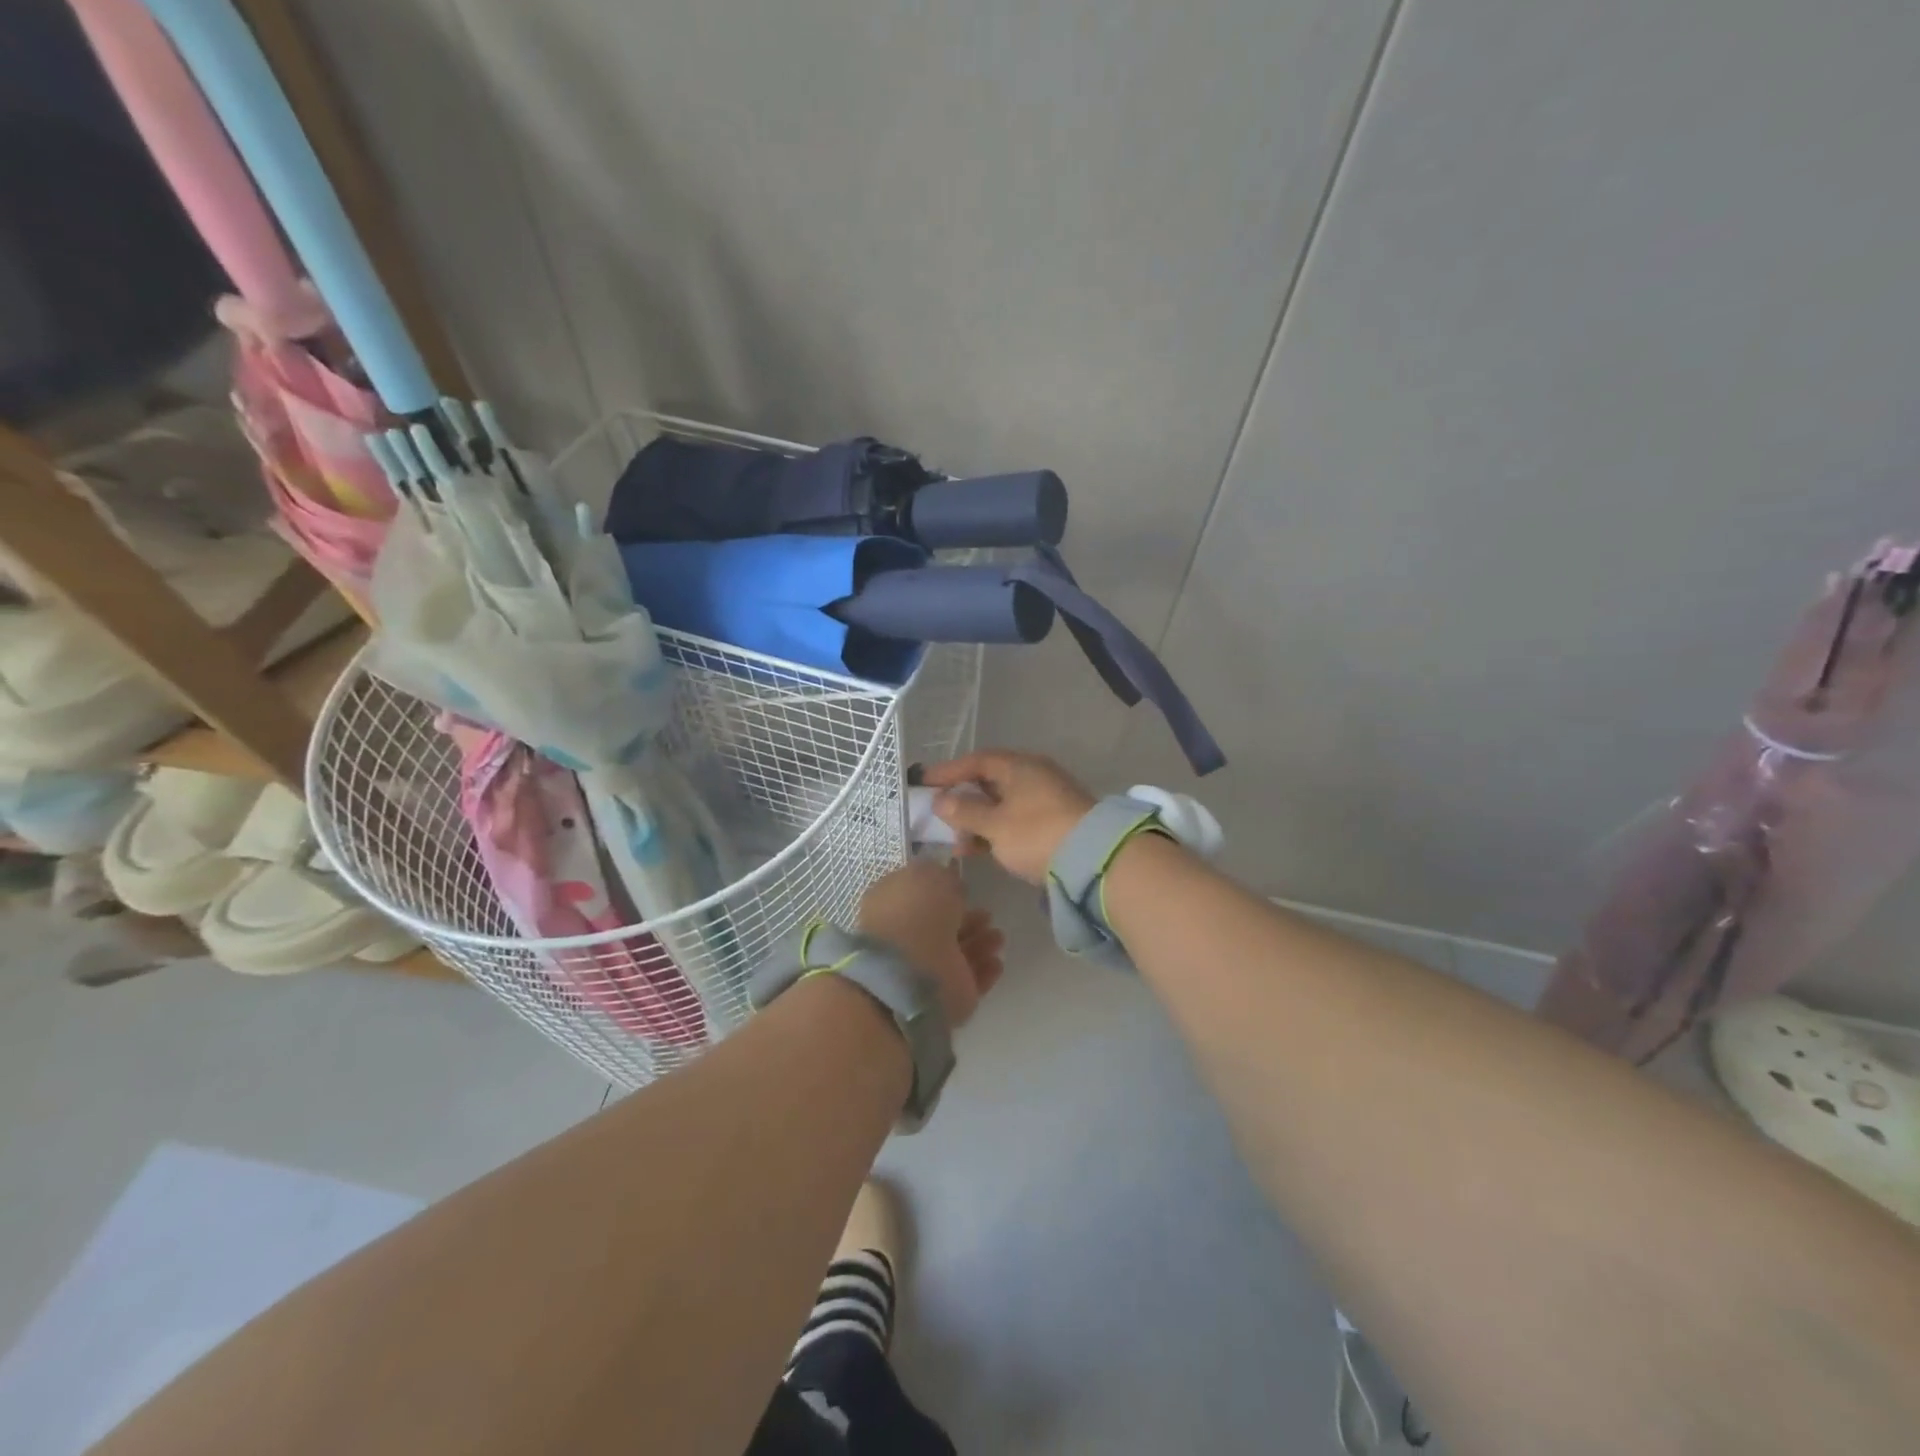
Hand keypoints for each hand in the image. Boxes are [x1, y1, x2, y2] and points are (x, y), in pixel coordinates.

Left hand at [857, 860, 1005, 1026]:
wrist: (913, 973)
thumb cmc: (915, 914)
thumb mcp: (928, 875)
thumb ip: (942, 876)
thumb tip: (950, 882)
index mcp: (893, 905)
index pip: (920, 896)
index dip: (942, 891)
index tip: (963, 887)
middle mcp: (908, 937)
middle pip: (943, 927)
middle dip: (967, 920)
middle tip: (988, 914)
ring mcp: (926, 969)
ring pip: (959, 953)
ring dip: (980, 944)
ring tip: (997, 937)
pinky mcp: (948, 996)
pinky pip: (971, 979)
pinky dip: (984, 970)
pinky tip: (997, 961)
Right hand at [921, 750, 1096, 884]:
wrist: (1094, 860)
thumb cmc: (1036, 834)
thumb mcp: (995, 825)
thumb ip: (965, 812)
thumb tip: (941, 800)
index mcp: (1019, 767)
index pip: (977, 761)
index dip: (949, 771)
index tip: (924, 782)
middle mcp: (1034, 776)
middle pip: (990, 782)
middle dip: (963, 801)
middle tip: (940, 816)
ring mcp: (1047, 799)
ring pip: (1003, 804)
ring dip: (978, 822)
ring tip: (958, 844)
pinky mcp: (1055, 822)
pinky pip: (1016, 820)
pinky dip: (996, 832)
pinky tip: (982, 850)